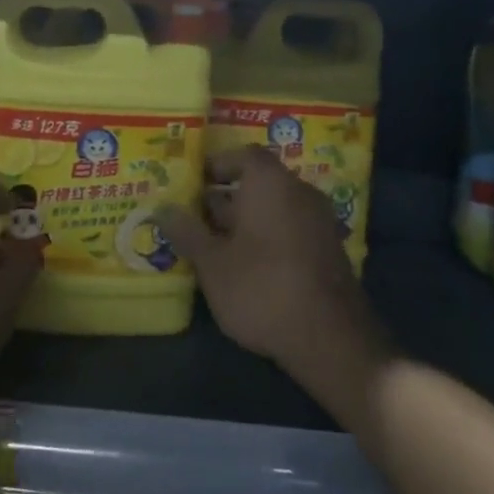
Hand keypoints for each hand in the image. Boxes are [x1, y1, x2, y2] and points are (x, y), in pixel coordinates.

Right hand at [162, 147, 390, 415]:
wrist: (330, 338)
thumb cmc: (262, 288)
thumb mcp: (212, 263)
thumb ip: (187, 232)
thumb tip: (163, 208)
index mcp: (271, 183)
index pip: (244, 155)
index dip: (218, 164)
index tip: (194, 180)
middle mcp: (299, 192)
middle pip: (259, 182)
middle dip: (227, 197)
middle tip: (195, 215)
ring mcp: (318, 222)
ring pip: (274, 209)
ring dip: (246, 220)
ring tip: (213, 243)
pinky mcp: (327, 250)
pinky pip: (290, 229)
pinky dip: (267, 237)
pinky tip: (244, 265)